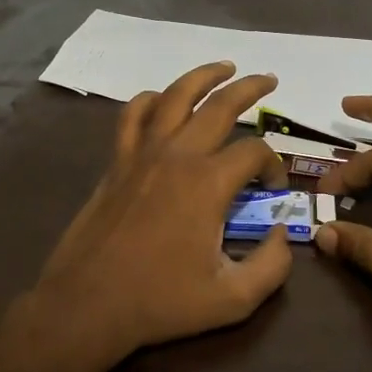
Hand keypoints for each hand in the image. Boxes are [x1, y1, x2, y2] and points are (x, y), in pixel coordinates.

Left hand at [24, 61, 292, 371]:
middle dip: (250, 88)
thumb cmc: (160, 302)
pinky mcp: (117, 162)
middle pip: (220, 105)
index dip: (273, 165)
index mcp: (208, 183)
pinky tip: (163, 98)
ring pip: (175, 96)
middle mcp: (177, 155)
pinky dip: (150, 99)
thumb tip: (283, 234)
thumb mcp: (232, 299)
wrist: (88, 304)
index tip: (273, 188)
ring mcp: (142, 153)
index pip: (254, 153)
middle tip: (269, 79)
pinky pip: (132, 115)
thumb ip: (271, 266)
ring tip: (224, 67)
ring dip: (203, 76)